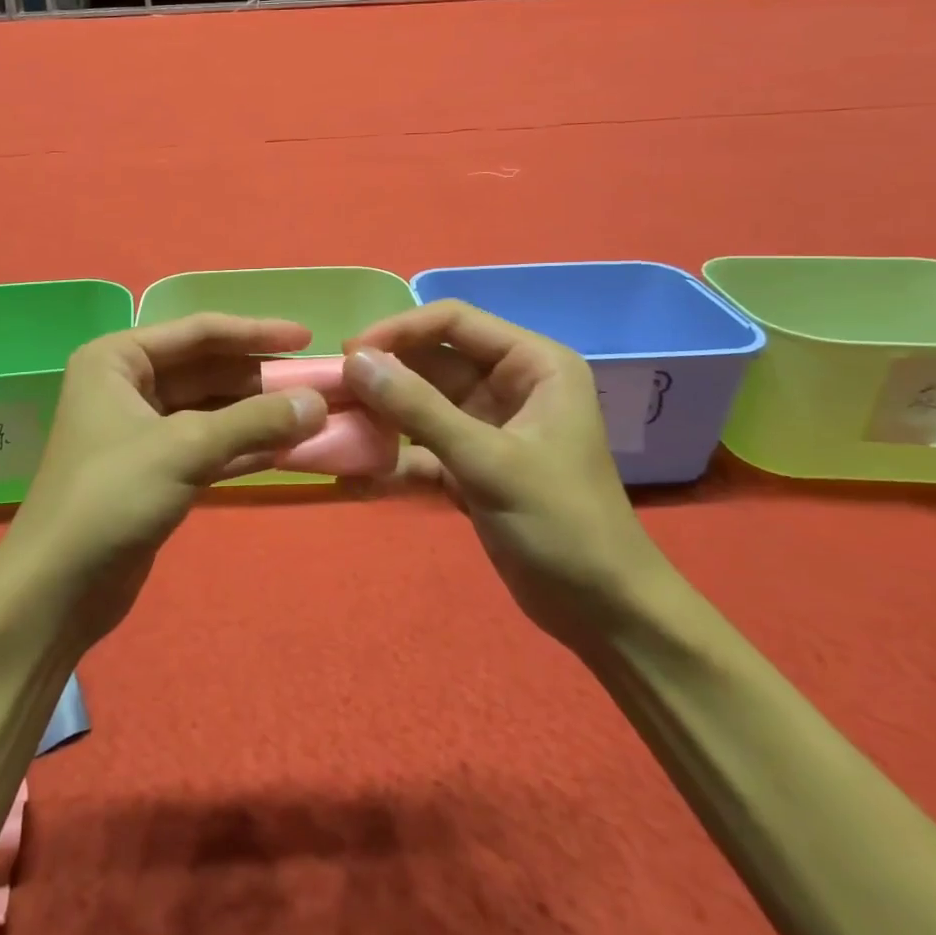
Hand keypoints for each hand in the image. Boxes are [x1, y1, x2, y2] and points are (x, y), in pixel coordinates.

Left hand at [1, 313, 327, 645]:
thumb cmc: (111, 497)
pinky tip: (289, 449)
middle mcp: (127, 386)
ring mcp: (141, 430)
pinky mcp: (155, 470)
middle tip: (319, 385)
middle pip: (207, 370)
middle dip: (260, 380)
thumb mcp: (185, 448)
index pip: (198, 333)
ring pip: (211, 410)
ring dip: (259, 416)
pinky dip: (245, 447)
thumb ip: (254, 422)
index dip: (255, 333)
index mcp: (118, 359)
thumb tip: (318, 403)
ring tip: (315, 416)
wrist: (57, 588)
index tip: (306, 337)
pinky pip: (209, 446)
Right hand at [343, 300, 667, 648]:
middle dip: (383, 375)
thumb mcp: (488, 461)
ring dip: (380, 414)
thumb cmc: (562, 523)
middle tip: (331, 392)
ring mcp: (487, 426)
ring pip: (420, 403)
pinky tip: (352, 473)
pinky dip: (391, 457)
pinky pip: (421, 445)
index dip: (399, 329)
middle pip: (431, 361)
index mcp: (532, 364)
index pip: (453, 321)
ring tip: (334, 426)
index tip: (349, 353)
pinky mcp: (470, 464)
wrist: (603, 613)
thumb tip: (354, 360)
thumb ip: (418, 408)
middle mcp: (508, 385)